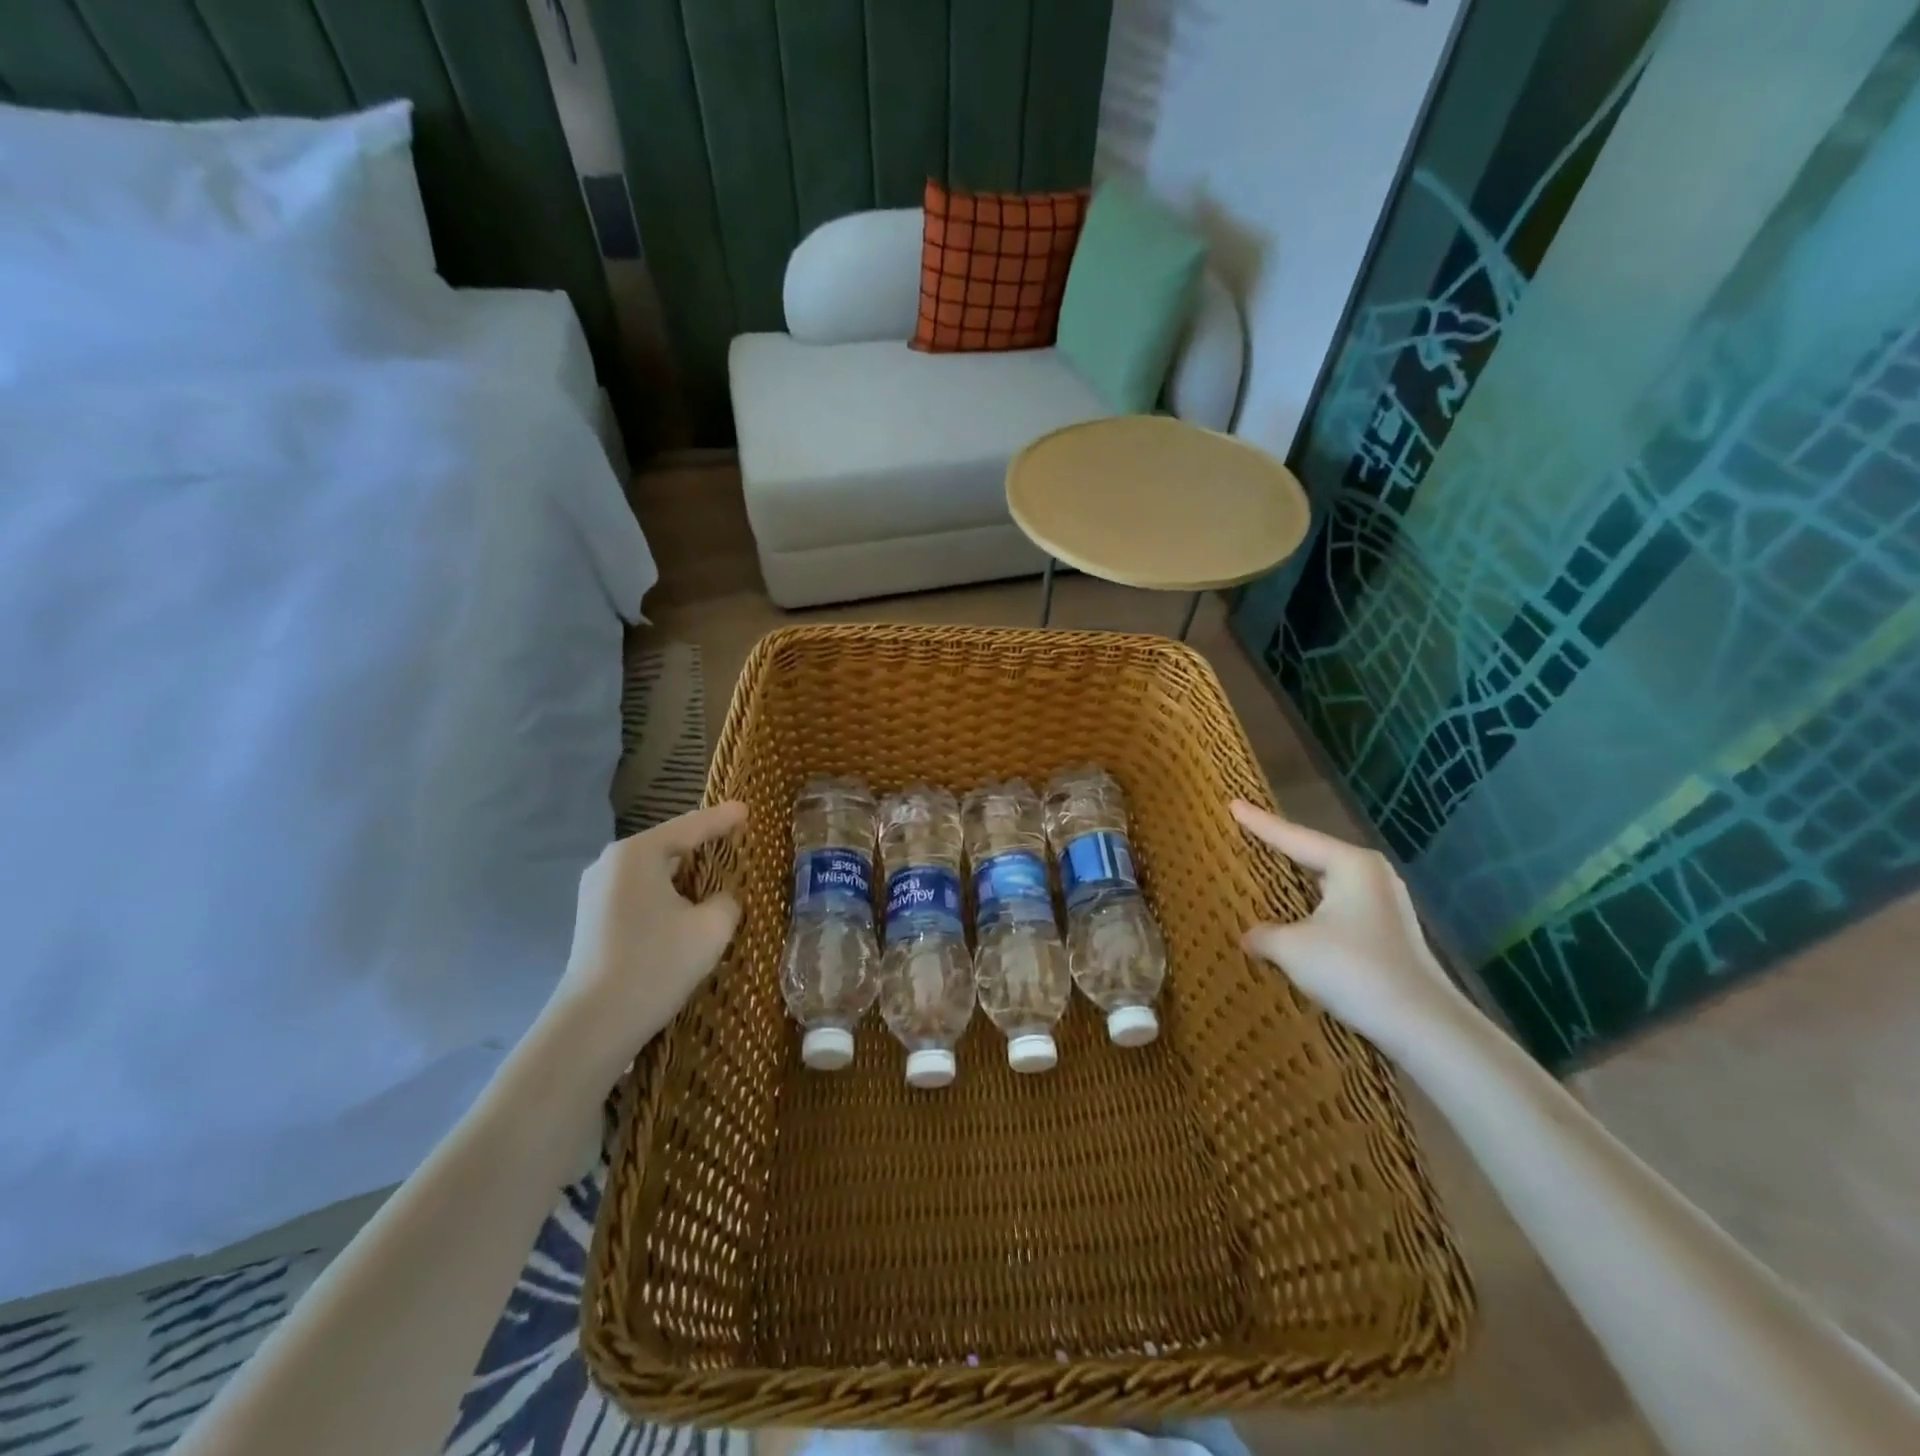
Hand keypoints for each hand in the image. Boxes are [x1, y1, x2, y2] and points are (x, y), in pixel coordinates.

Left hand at [544, 802, 747, 1076]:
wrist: (595, 1023)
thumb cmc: (657, 963)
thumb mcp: (712, 927)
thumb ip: (727, 901)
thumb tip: (719, 899)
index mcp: (638, 854)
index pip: (691, 827)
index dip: (723, 819)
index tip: (748, 809)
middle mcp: (611, 863)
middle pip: (669, 845)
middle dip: (703, 845)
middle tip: (736, 842)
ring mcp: (596, 892)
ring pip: (654, 871)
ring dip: (685, 875)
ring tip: (717, 876)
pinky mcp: (594, 919)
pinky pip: (640, 892)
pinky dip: (667, 894)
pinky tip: (686, 908)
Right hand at [1231, 800, 1470, 1053]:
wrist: (1422, 1025)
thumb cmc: (1353, 970)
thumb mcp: (1293, 948)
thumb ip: (1263, 935)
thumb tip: (1249, 936)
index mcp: (1351, 864)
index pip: (1293, 837)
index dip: (1259, 823)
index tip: (1233, 804)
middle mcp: (1372, 875)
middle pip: (1314, 854)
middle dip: (1281, 847)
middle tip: (1248, 832)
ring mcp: (1384, 904)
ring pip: (1328, 883)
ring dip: (1298, 882)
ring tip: (1268, 871)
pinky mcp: (1388, 932)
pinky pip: (1338, 907)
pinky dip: (1313, 907)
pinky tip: (1296, 916)